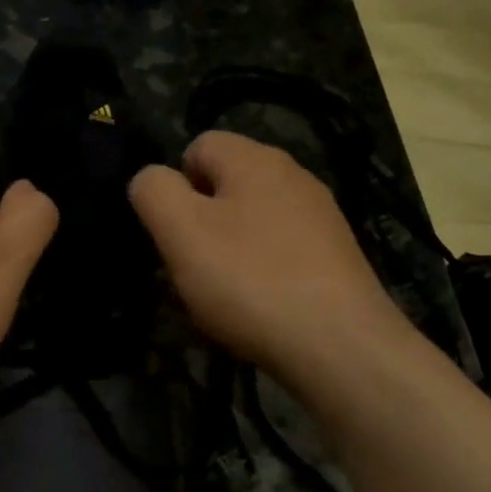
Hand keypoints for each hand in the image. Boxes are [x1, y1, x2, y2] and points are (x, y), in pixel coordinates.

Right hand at [128, 130, 416, 384]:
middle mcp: (294, 176)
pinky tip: (258, 308)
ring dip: (227, 252)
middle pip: (226, 186)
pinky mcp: (335, 257)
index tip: (171, 232)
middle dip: (199, 223)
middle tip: (189, 268)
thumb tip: (150, 178)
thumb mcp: (181, 232)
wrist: (339, 346)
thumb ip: (154, 192)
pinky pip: (279, 252)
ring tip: (221, 296)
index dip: (174, 184)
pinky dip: (260, 273)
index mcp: (255, 159)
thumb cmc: (250, 281)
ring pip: (251, 222)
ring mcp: (321, 217)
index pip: (198, 145)